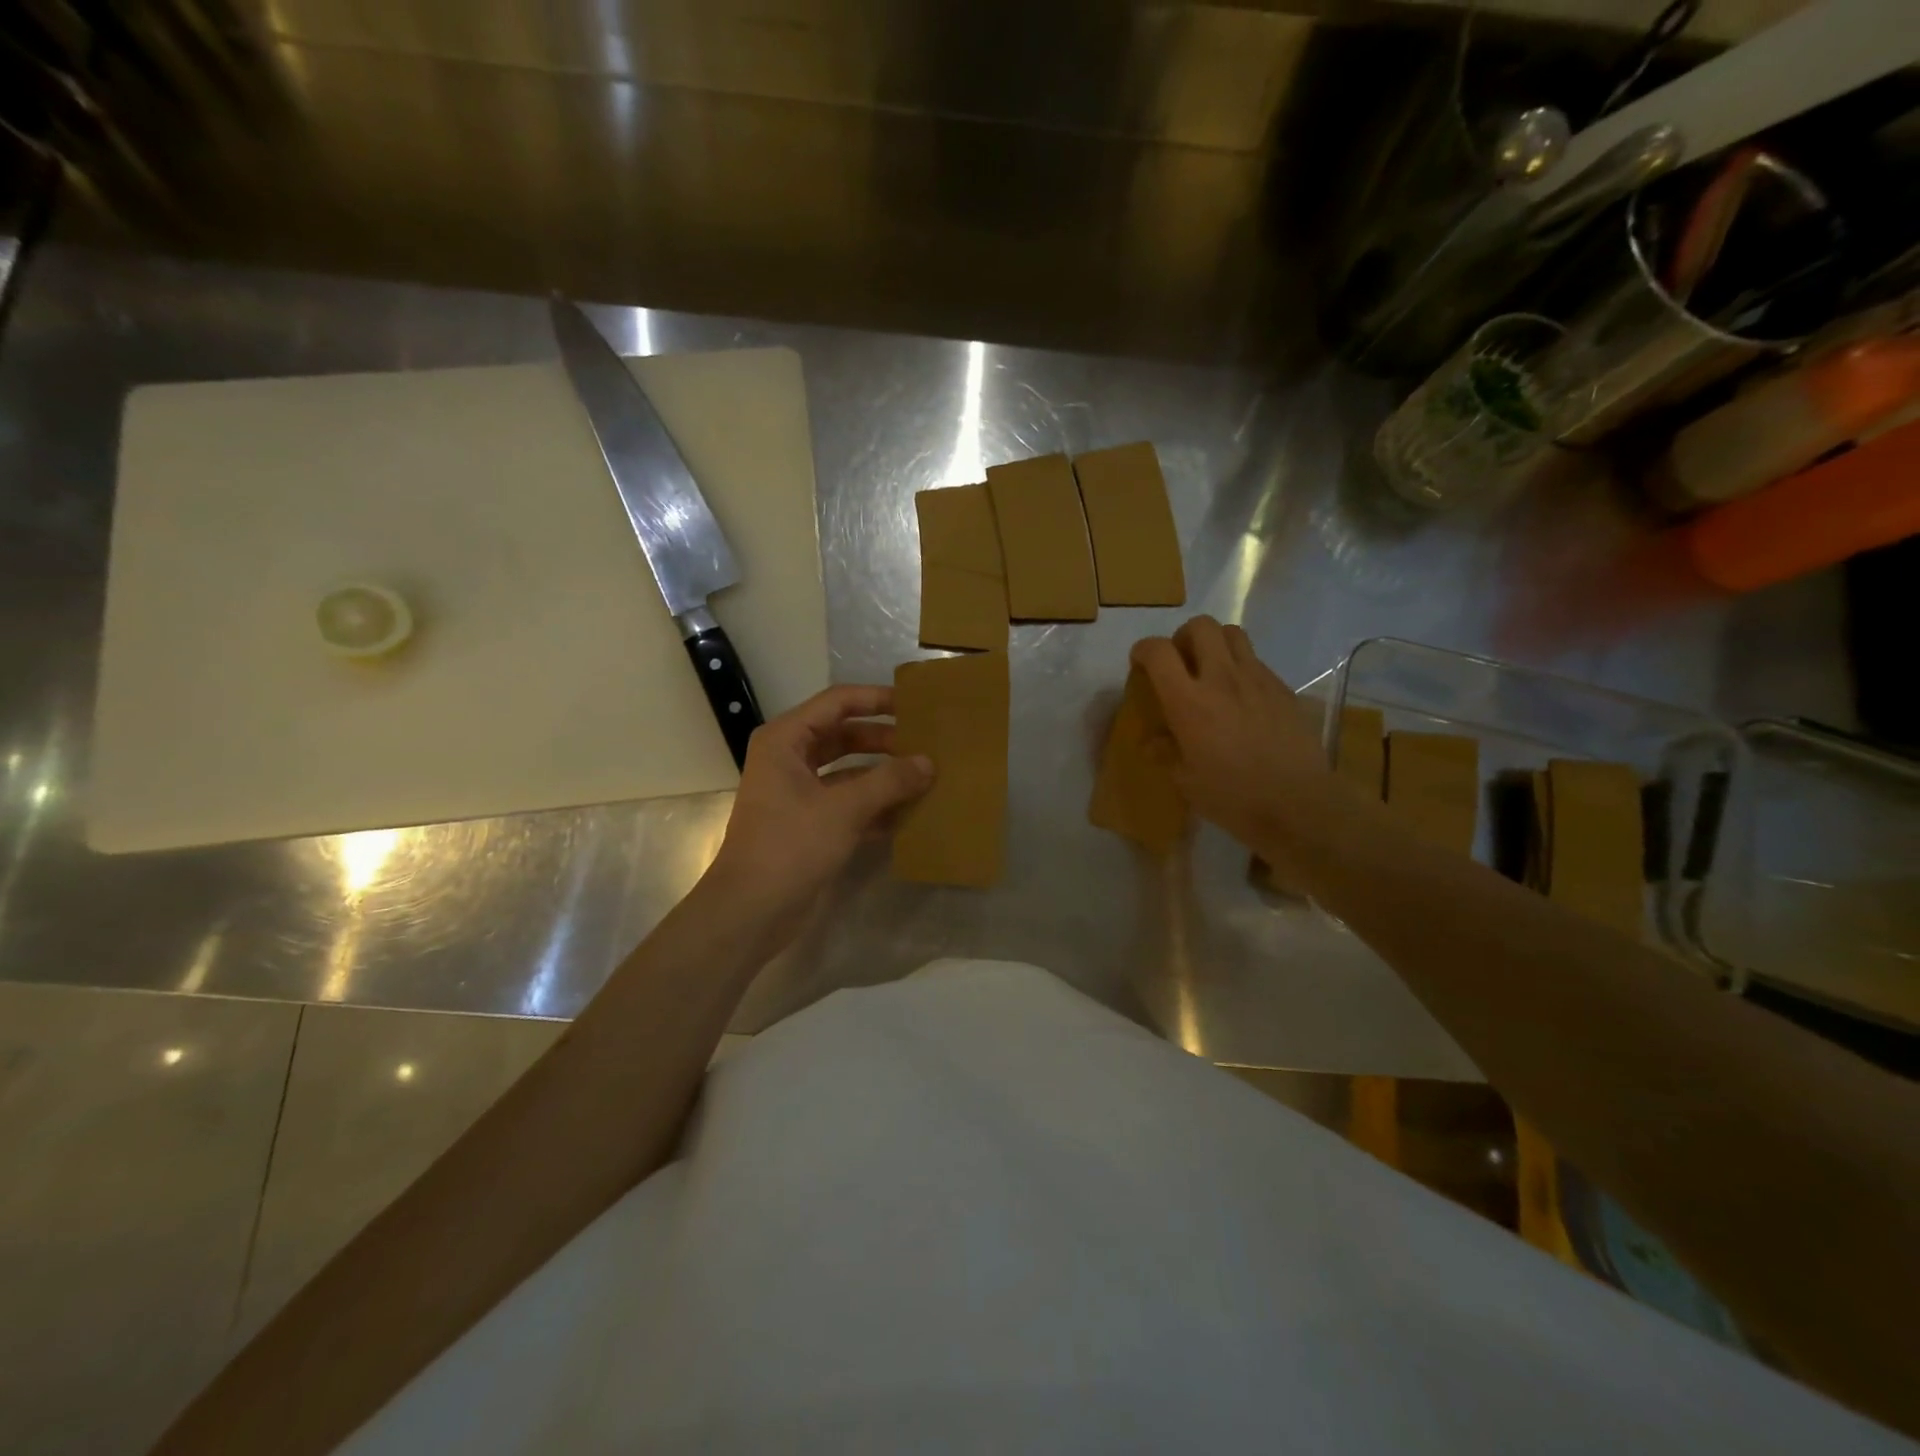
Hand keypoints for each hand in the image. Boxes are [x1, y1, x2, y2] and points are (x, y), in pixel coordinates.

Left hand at [704, 685, 933, 942]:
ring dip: (883, 774)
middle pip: (844, 735)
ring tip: (926, 776)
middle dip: (884, 740)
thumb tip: (928, 762)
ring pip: (849, 771)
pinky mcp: (809, 824)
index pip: (838, 703)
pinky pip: (848, 802)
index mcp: (786, 740)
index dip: (877, 700)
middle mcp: (789, 759)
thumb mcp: (844, 809)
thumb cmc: (791, 846)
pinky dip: (875, 805)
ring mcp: (798, 793)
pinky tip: (910, 813)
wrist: (751, 911)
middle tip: (926, 743)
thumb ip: (889, 781)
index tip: (916, 705)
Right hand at [1131, 616, 1339, 864]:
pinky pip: (1256, 661)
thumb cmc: (1232, 797)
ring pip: (1232, 633)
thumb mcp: (1186, 781)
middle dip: (1183, 637)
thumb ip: (1166, 752)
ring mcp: (1257, 679)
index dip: (1143, 649)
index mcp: (1189, 702)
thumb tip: (1153, 741)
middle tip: (1180, 663)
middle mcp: (1221, 679)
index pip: (1159, 651)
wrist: (1297, 804)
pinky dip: (1241, 667)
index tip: (1140, 663)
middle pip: (1200, 626)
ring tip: (1211, 670)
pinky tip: (1241, 698)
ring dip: (1215, 643)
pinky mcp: (1282, 688)